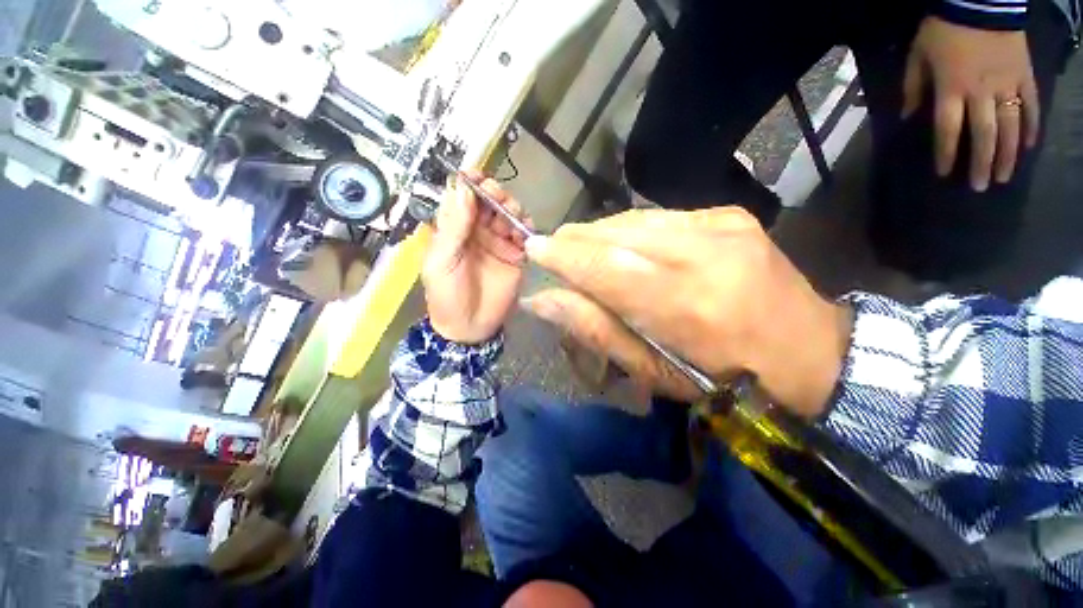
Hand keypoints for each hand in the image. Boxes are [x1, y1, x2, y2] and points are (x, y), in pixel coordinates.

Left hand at [422, 171, 528, 343]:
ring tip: (510, 216)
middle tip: (496, 197)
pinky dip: (526, 228)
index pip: (462, 198)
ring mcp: (500, 243)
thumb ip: (453, 227)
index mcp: (455, 230)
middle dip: (494, 194)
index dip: (469, 184)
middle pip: (489, 202)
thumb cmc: (447, 295)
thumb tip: (462, 189)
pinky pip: (525, 236)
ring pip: (509, 215)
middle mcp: (478, 231)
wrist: (470, 328)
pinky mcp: (517, 256)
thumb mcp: (441, 261)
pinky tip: (523, 231)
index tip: (476, 175)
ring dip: (511, 208)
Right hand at [522, 208, 851, 417]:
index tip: (533, 247)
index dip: (563, 255)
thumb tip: (544, 300)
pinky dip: (632, 231)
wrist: (810, 352)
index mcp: (683, 304)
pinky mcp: (729, 214)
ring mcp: (721, 224)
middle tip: (556, 250)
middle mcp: (702, 252)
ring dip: (601, 234)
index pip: (603, 266)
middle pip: (616, 233)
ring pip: (634, 219)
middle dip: (577, 240)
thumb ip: (594, 329)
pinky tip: (628, 247)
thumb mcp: (651, 370)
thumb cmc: (723, 378)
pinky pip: (660, 217)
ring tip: (586, 250)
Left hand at [903, 17, 1038, 191]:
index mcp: (951, 90)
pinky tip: (1030, 147)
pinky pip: (1031, 104)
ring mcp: (1006, 84)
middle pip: (983, 134)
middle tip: (982, 187)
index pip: (948, 130)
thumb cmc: (943, 31)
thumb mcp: (917, 58)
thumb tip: (906, 118)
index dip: (946, 153)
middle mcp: (981, 93)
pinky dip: (1032, 126)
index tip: (945, 174)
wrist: (979, 0)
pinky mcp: (1025, 75)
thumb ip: (912, 89)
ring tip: (1005, 176)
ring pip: (1010, 126)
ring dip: (1008, 153)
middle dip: (982, 163)